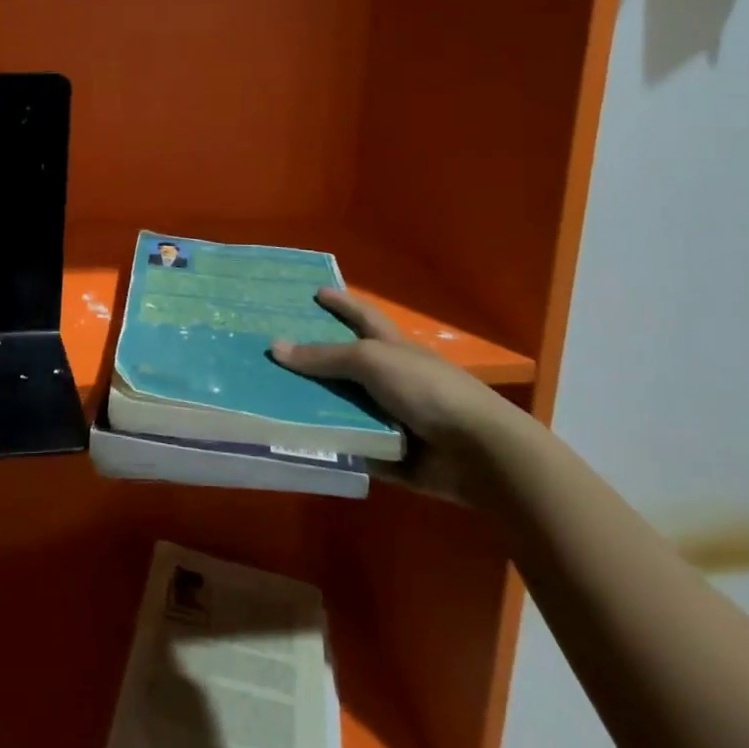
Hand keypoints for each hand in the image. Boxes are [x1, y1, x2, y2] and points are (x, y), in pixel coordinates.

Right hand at [272, 289, 523, 503]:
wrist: (478, 453)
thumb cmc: (427, 390)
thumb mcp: (370, 361)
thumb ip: (323, 357)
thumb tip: (275, 347)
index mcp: (392, 349)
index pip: (362, 317)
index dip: (342, 303)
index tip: (316, 292)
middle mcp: (390, 381)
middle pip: (345, 367)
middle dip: (313, 361)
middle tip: (272, 355)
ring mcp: (391, 418)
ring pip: (344, 409)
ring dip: (314, 408)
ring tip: (270, 401)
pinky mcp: (390, 455)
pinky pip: (351, 447)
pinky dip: (330, 446)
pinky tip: (295, 443)